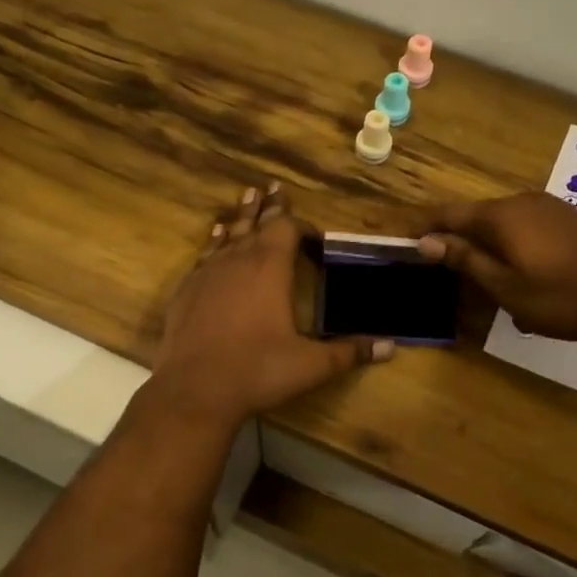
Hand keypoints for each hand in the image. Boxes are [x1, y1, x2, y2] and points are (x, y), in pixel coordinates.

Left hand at [150, 184, 393, 427]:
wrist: (195, 390)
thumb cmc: (258, 371)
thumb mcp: (311, 365)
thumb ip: (349, 352)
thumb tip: (390, 346)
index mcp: (270, 268)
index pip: (286, 229)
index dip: (301, 226)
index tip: (313, 237)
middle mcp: (237, 260)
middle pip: (256, 222)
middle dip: (269, 206)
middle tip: (274, 186)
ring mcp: (207, 272)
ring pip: (227, 233)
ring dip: (241, 216)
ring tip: (248, 196)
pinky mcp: (186, 289)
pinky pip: (204, 254)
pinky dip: (215, 241)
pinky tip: (215, 238)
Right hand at [418, 193, 576, 340]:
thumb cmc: (565, 297)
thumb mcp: (507, 287)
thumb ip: (466, 260)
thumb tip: (427, 242)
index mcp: (501, 217)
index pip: (448, 214)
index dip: (423, 226)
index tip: (402, 240)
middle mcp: (521, 203)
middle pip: (475, 216)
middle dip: (453, 238)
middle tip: (436, 266)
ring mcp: (549, 209)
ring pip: (502, 223)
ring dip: (484, 245)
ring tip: (475, 275)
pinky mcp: (569, 220)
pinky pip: (524, 228)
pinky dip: (509, 246)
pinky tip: (516, 273)